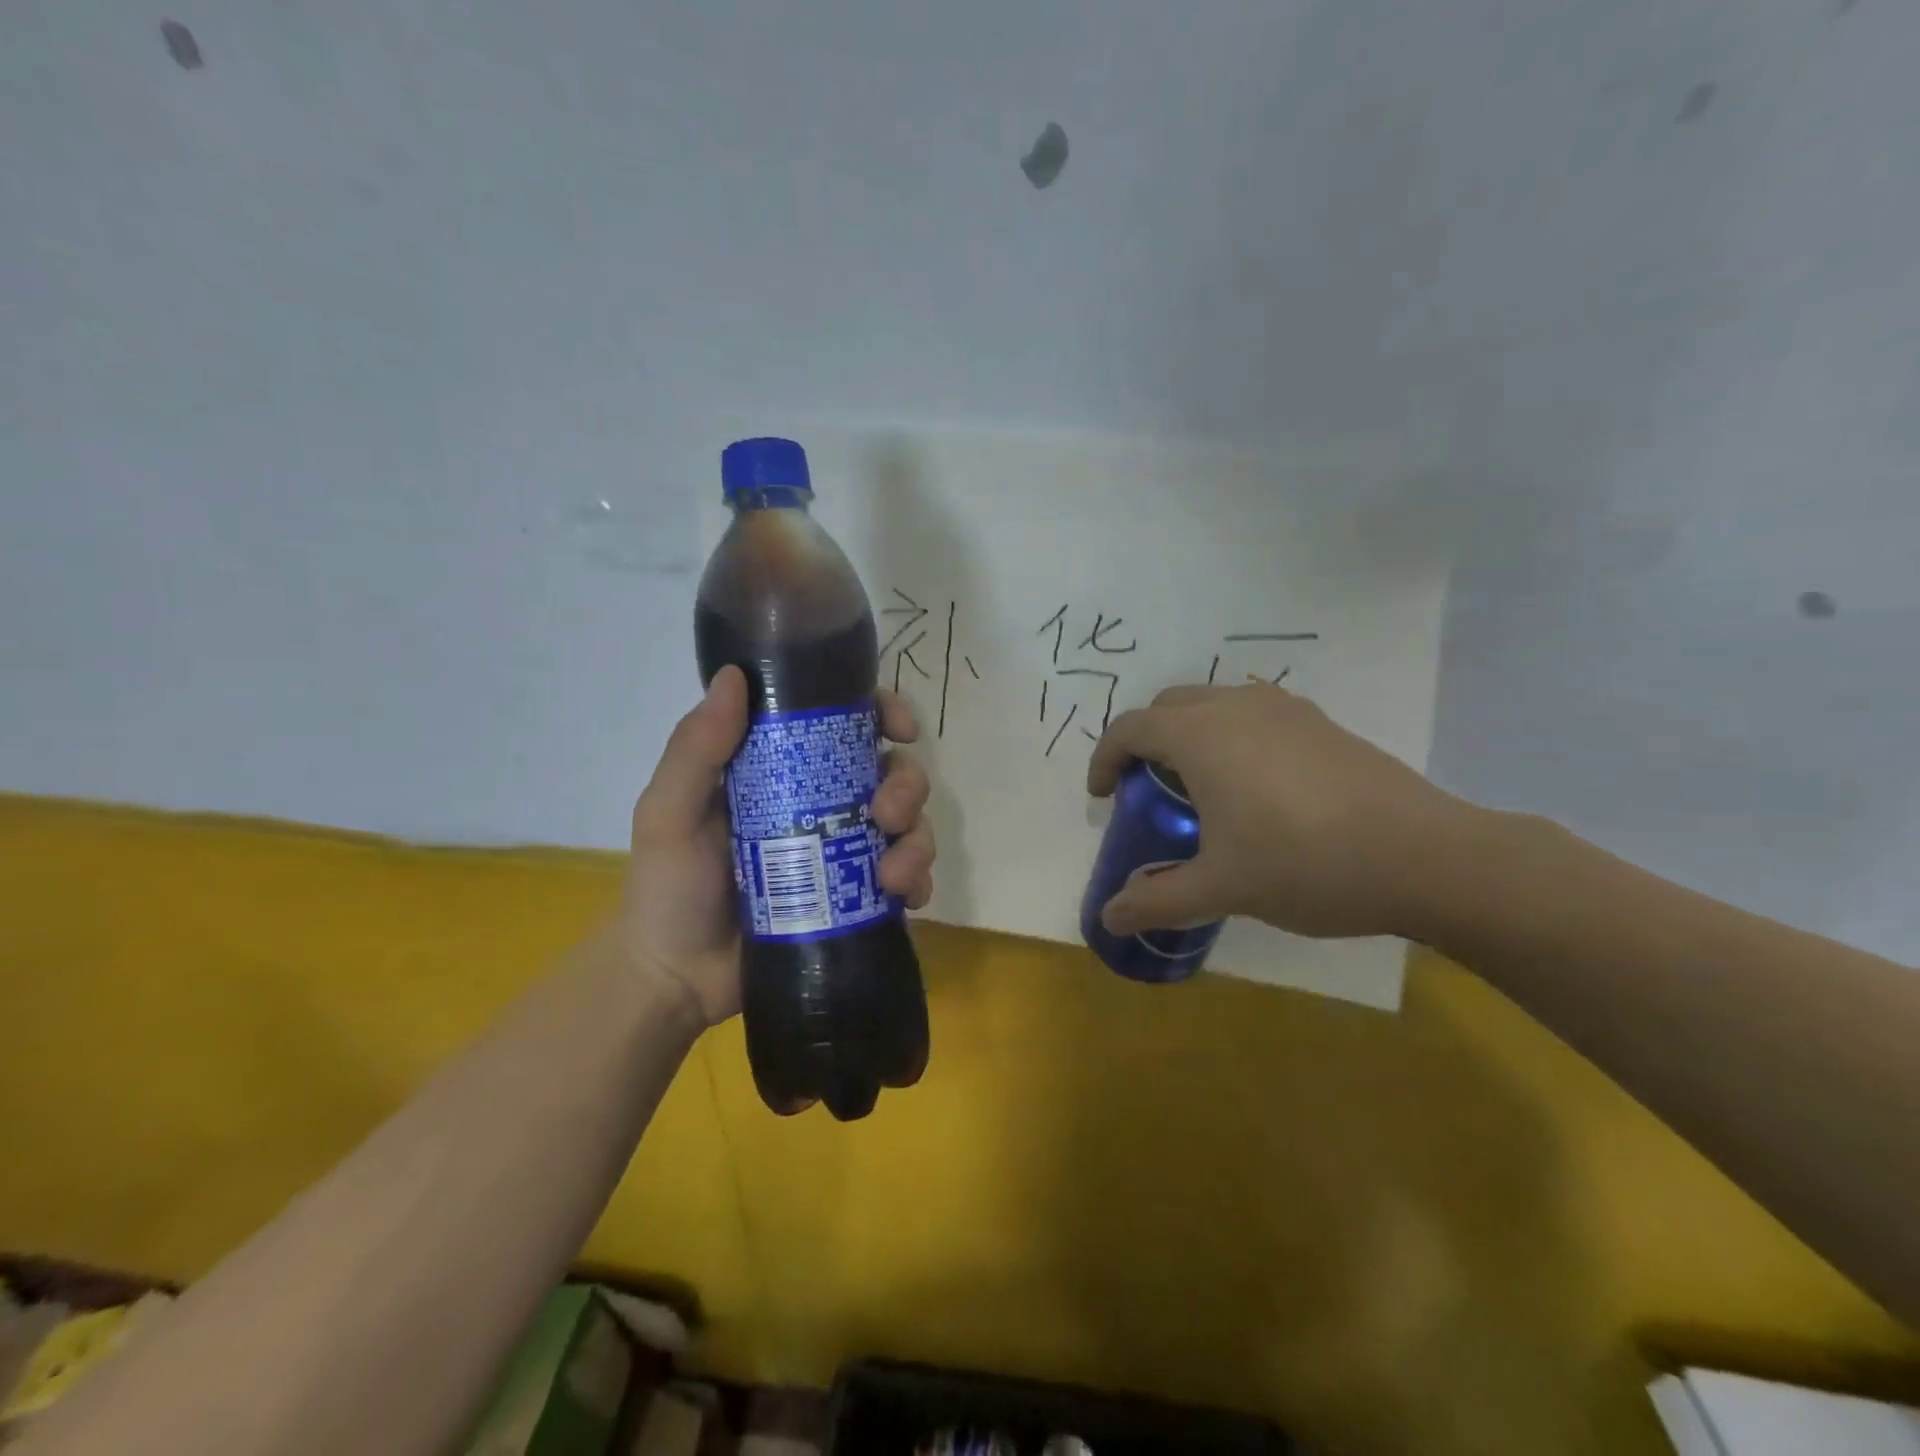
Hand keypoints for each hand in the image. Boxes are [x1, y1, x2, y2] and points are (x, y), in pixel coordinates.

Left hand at [616, 667, 935, 1025]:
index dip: (884, 713)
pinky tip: (904, 897)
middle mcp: (825, 803)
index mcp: (786, 771)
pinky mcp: (860, 900)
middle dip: (907, 785)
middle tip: (886, 814)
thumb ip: (695, 748)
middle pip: (892, 772)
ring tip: (892, 874)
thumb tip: (735, 675)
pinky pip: (909, 879)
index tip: (899, 727)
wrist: (675, 979)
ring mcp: (846, 853)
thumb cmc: (668, 888)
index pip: (846, 724)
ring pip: (910, 824)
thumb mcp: (670, 812)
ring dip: (918, 839)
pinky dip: (919, 881)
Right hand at [1086, 681, 1471, 940]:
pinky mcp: (1322, 723)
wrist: (1427, 857)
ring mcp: (1285, 709)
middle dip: (1145, 742)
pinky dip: (1231, 738)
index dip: (1105, 759)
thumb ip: (1158, 900)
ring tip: (1200, 790)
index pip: (1129, 728)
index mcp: (1201, 736)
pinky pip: (1254, 715)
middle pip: (1167, 706)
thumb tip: (1108, 918)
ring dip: (1189, 736)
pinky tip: (1257, 790)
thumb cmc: (1306, 864)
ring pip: (1214, 704)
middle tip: (1148, 792)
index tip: (1102, 797)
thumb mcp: (1222, 887)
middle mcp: (1236, 707)